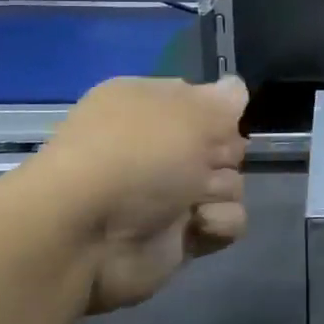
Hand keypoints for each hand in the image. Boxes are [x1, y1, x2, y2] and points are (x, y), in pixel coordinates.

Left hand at [15, 76, 248, 311]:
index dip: (217, 114)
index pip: (203, 102)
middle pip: (224, 146)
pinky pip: (224, 223)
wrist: (87, 235)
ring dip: (220, 192)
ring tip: (193, 201)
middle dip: (224, 155)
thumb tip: (236, 88)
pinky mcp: (179, 236)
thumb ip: (223, 99)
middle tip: (205, 162)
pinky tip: (197, 225)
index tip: (218, 122)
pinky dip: (216, 224)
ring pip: (230, 185)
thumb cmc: (137, 155)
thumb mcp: (189, 111)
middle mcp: (156, 148)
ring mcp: (168, 195)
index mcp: (147, 106)